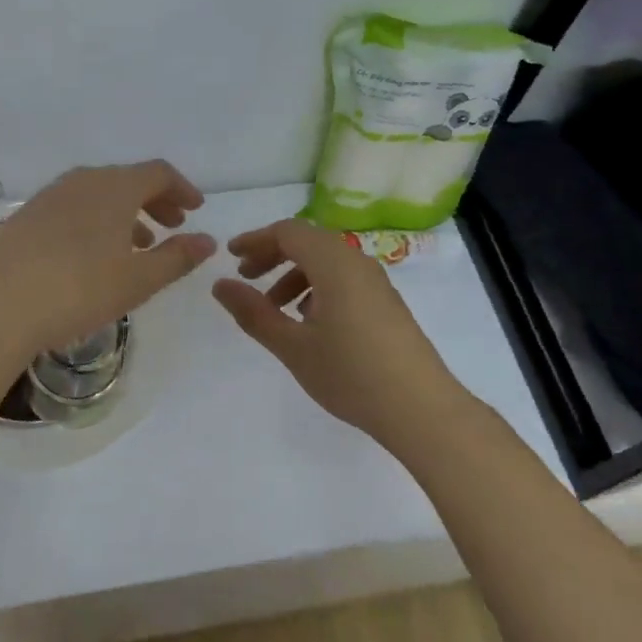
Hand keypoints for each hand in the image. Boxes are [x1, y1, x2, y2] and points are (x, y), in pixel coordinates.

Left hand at [0, 161, 214, 354]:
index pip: (158, 173)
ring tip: (138, 243)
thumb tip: (207, 241)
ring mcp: (49, 196)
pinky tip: (93, 254)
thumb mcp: (138, 280)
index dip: (182, 188)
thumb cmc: (79, 289)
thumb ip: (177, 258)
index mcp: (115, 187)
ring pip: (98, 194)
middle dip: (155, 200)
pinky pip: (73, 208)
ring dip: (125, 213)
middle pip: (127, 180)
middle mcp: (82, 181)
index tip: (195, 210)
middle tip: (173, 226)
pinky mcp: (25, 217)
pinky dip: (95, 221)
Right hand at [212, 219, 464, 439]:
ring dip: (294, 274)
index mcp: (334, 263)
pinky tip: (309, 322)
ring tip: (274, 307)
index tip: (230, 257)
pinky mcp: (386, 303)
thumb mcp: (292, 346)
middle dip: (273, 255)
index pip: (288, 232)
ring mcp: (376, 283)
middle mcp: (357, 262)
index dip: (256, 239)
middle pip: (308, 242)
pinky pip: (344, 279)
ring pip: (326, 262)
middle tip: (246, 278)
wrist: (421, 409)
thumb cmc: (351, 373)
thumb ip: (254, 313)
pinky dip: (317, 287)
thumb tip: (220, 285)